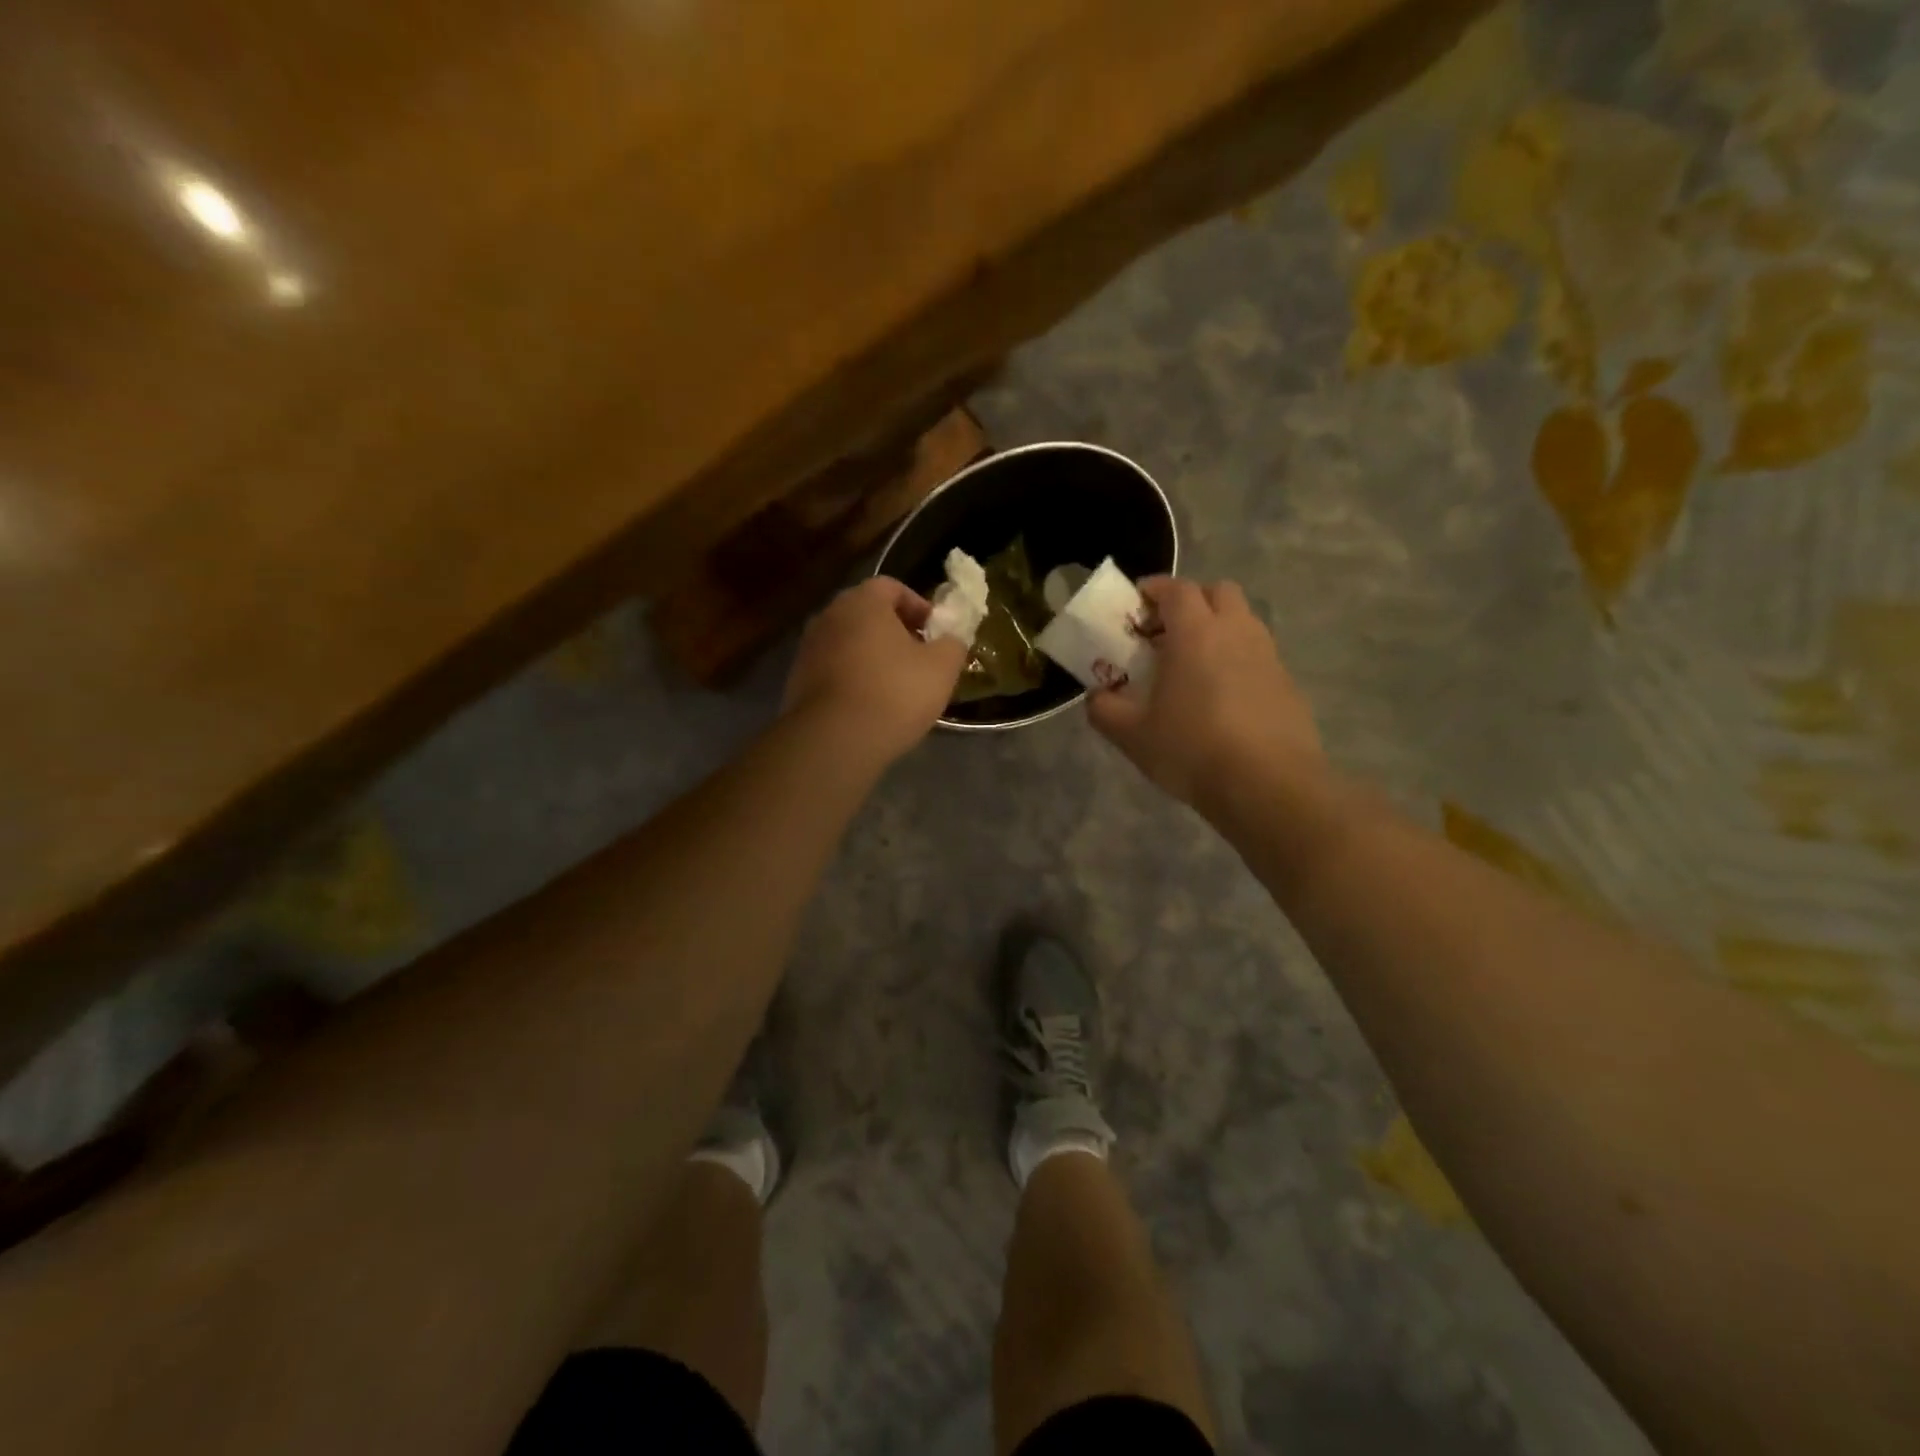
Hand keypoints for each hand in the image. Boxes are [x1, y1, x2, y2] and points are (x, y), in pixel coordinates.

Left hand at [782, 577, 967, 766]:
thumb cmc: (894, 693)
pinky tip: (869, 705)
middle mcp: (829, 616)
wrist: (834, 740)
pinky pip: (833, 669)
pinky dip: (852, 677)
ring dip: (872, 655)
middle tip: (918, 657)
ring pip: (848, 642)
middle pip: (867, 613)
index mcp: (862, 602)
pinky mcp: (797, 680)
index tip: (935, 632)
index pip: (892, 586)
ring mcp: (808, 648)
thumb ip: (952, 644)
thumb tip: (950, 639)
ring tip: (894, 684)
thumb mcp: (942, 668)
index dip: (918, 606)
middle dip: (895, 631)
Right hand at [1088, 577, 1323, 809]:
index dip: (1154, 589)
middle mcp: (1236, 631)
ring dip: (1217, 629)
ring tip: (1193, 667)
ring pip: (1242, 622)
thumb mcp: (1132, 735)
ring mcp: (1268, 656)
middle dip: (1192, 601)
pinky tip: (1222, 698)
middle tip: (1167, 632)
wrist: (1268, 786)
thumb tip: (1097, 697)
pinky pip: (1257, 655)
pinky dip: (1237, 660)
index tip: (1135, 605)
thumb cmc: (1192, 749)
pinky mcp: (1287, 683)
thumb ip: (1105, 709)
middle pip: (1218, 592)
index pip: (1176, 589)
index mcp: (1195, 632)